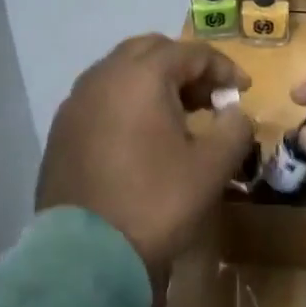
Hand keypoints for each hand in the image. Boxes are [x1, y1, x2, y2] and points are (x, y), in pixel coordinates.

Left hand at [37, 35, 253, 271]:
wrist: (85, 255)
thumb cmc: (156, 202)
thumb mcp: (211, 167)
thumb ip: (234, 129)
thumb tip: (236, 114)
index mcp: (141, 76)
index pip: (191, 53)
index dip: (224, 67)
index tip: (244, 91)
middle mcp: (103, 77)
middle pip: (151, 51)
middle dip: (186, 67)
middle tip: (209, 98)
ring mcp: (76, 103)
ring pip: (121, 72)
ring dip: (154, 82)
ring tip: (179, 114)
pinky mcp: (61, 130)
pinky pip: (101, 98)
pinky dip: (128, 102)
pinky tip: (142, 135)